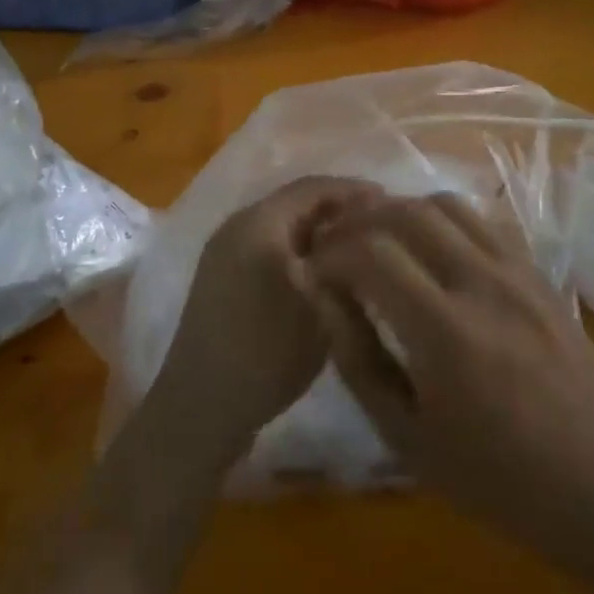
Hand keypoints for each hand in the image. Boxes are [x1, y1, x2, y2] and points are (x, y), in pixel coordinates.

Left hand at [141, 176, 384, 471]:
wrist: (200, 407)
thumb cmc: (265, 350)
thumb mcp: (319, 303)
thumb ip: (344, 260)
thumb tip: (364, 234)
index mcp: (258, 221)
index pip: (313, 187)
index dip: (354, 190)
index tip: (392, 204)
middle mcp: (236, 226)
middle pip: (295, 203)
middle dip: (338, 211)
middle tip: (380, 228)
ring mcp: (223, 253)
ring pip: (282, 227)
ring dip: (319, 233)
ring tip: (358, 252)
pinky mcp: (220, 280)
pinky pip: (267, 248)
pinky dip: (298, 252)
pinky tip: (322, 276)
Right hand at [301, 193, 593, 572]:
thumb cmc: (500, 481)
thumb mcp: (408, 438)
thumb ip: (358, 359)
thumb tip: (320, 295)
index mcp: (445, 331)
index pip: (371, 252)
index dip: (330, 253)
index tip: (313, 272)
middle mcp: (482, 282)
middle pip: (405, 212)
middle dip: (358, 222)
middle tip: (336, 248)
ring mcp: (517, 271)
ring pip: (446, 204)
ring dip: (400, 212)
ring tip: (379, 241)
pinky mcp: (539, 273)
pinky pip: (482, 221)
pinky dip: (443, 221)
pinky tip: (432, 251)